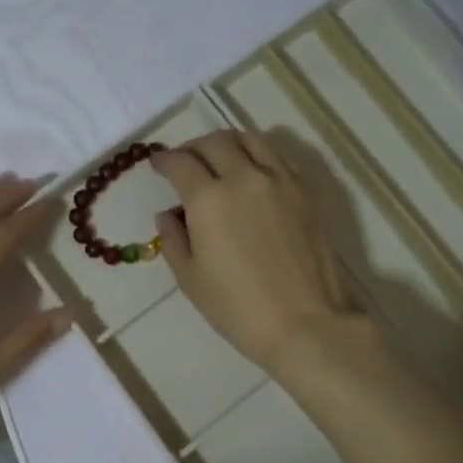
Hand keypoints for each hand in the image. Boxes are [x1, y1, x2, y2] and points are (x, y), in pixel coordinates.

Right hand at [150, 132, 361, 374]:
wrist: (306, 323)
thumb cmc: (239, 309)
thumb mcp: (191, 280)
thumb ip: (174, 241)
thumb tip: (168, 215)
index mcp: (209, 199)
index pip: (180, 163)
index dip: (163, 160)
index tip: (156, 163)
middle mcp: (244, 177)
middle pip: (214, 142)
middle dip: (193, 147)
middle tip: (184, 161)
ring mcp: (280, 180)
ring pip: (250, 140)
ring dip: (227, 143)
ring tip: (219, 158)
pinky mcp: (305, 191)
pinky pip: (277, 156)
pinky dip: (258, 153)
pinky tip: (253, 172)